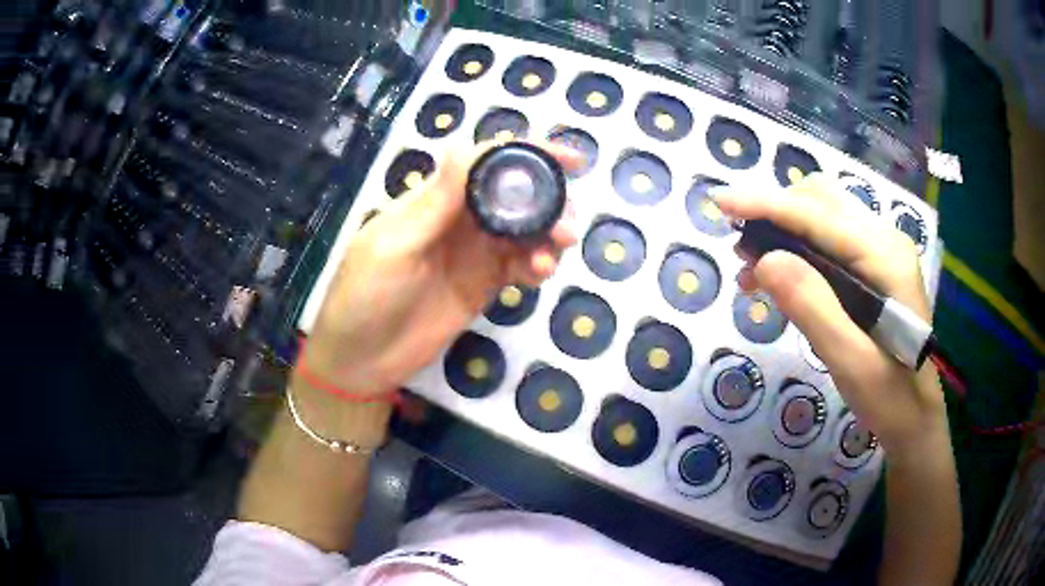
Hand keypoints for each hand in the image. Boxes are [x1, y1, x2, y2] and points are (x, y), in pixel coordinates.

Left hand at [303, 142, 581, 395]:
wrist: (361, 359)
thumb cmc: (366, 296)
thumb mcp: (395, 245)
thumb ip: (436, 201)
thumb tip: (468, 144)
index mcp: (435, 199)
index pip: (486, 163)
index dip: (528, 154)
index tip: (570, 160)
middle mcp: (460, 219)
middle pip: (514, 194)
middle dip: (548, 200)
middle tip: (567, 224)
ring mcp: (475, 253)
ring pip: (524, 230)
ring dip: (548, 235)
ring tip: (554, 254)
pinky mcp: (485, 284)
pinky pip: (520, 265)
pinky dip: (537, 264)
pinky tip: (540, 274)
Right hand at [713, 175, 947, 457]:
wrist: (917, 417)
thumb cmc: (891, 398)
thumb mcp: (852, 363)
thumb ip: (814, 309)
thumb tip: (764, 259)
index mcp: (886, 257)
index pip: (818, 215)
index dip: (767, 205)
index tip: (720, 203)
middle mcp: (885, 239)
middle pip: (820, 200)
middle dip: (773, 215)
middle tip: (739, 254)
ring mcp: (881, 250)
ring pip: (821, 214)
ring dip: (782, 230)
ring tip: (751, 269)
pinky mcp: (874, 265)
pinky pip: (828, 238)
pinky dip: (797, 247)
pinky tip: (779, 278)